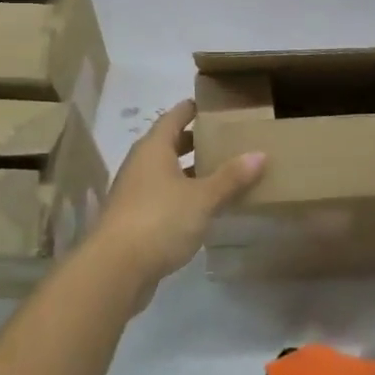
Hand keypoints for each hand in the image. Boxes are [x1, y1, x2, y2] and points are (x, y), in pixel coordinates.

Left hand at [82, 100, 264, 308]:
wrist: (115, 269)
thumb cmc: (159, 220)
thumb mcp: (202, 198)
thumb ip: (231, 177)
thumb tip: (260, 154)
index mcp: (154, 148)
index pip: (174, 117)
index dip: (192, 109)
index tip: (215, 105)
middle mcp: (140, 165)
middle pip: (169, 144)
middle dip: (196, 141)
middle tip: (226, 138)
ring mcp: (134, 193)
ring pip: (166, 172)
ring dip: (190, 171)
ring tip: (222, 172)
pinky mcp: (134, 219)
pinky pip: (163, 197)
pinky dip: (183, 195)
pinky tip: (204, 207)